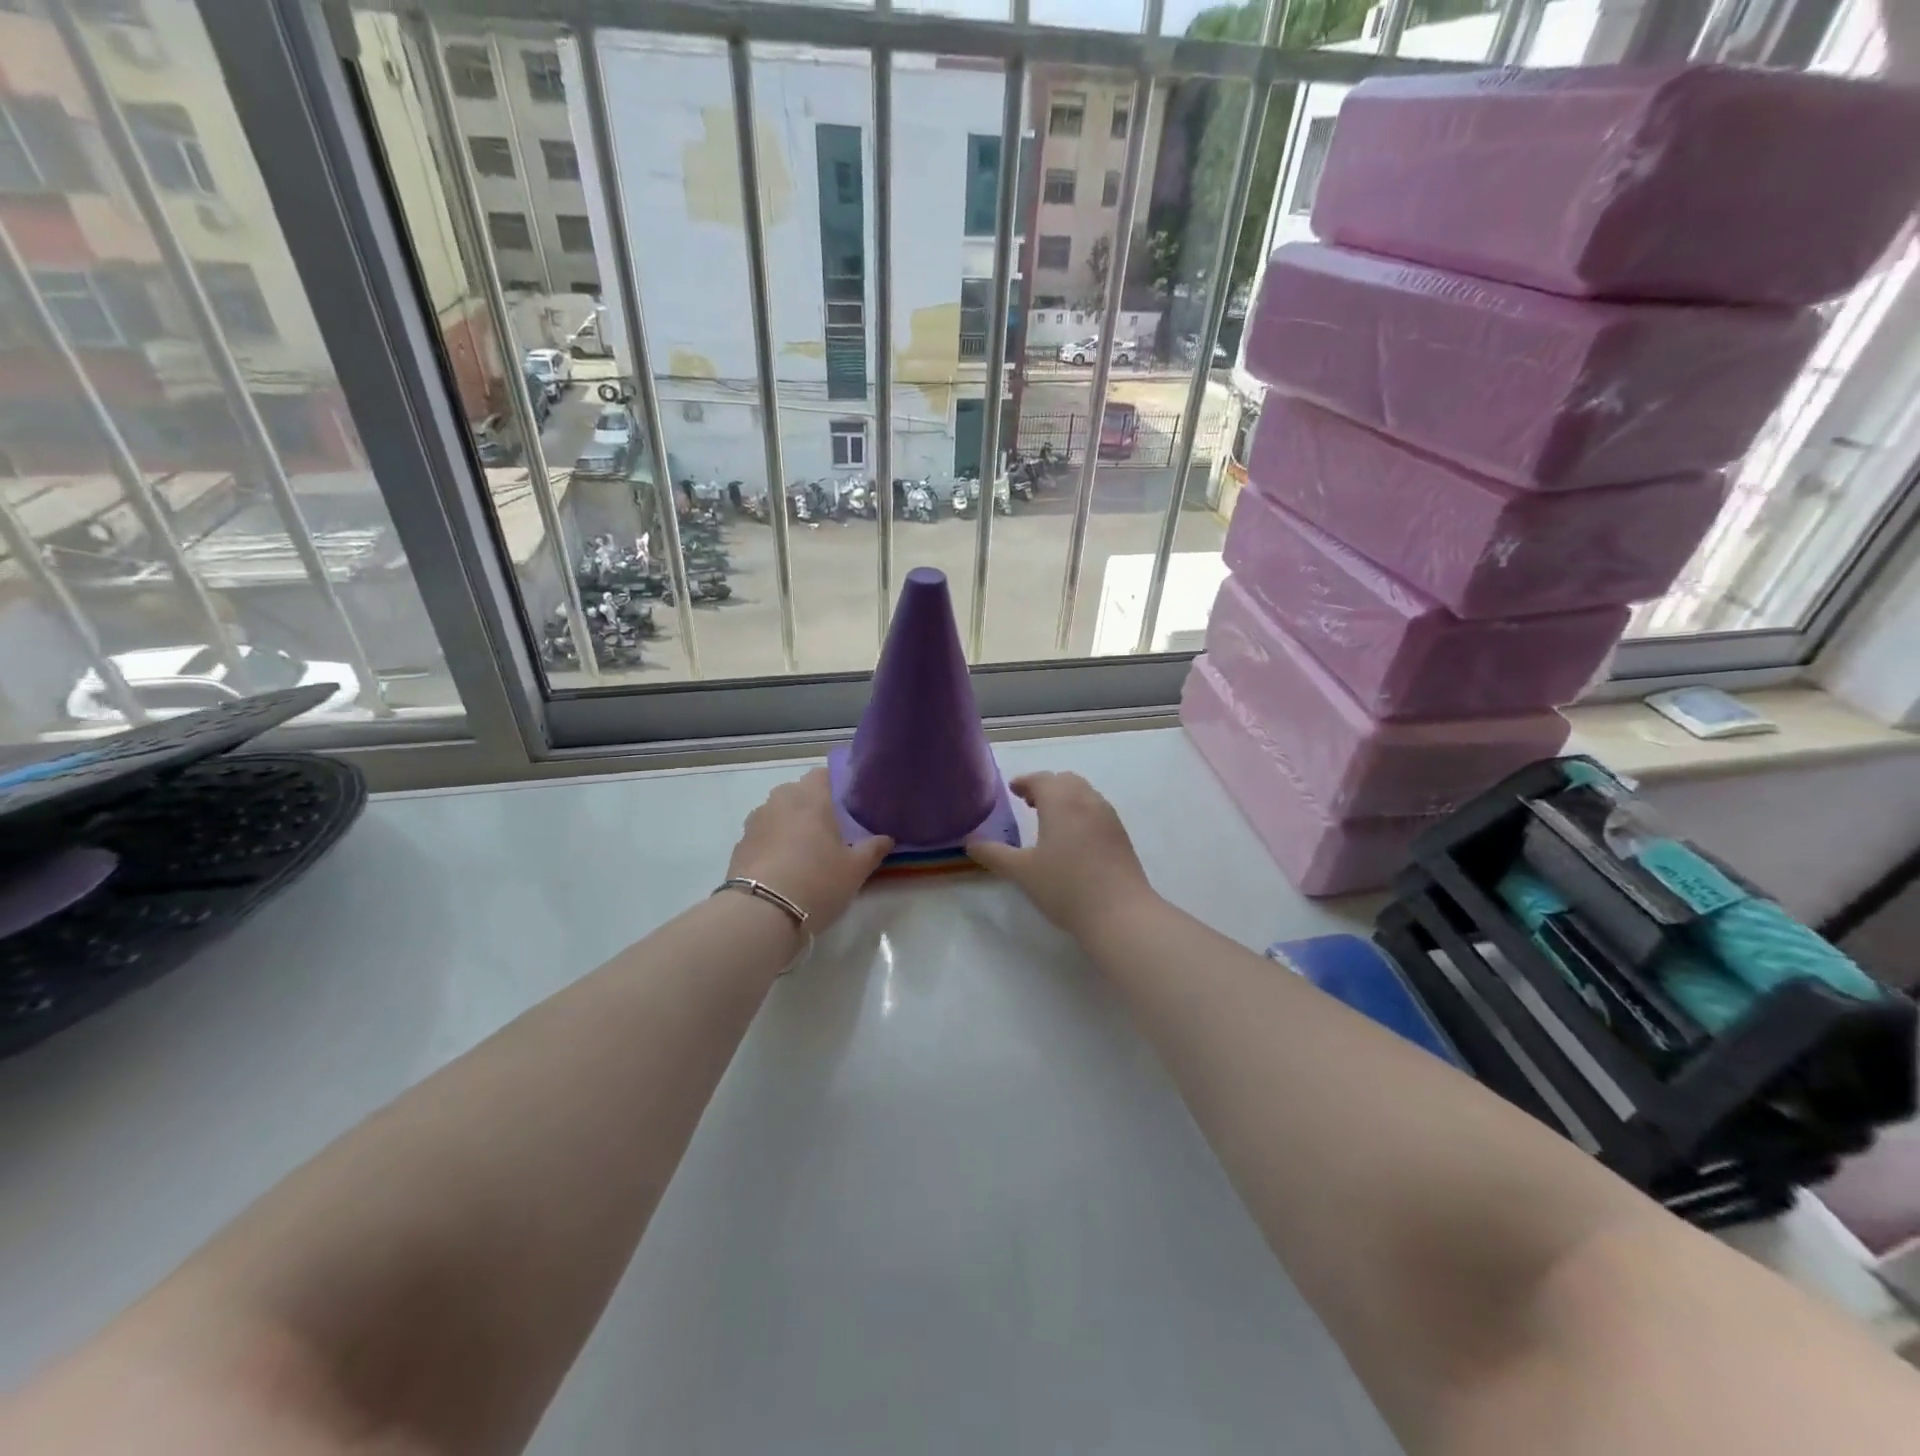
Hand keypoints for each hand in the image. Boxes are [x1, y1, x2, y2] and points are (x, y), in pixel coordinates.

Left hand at [727, 767, 891, 931]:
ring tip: (805, 852)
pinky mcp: (740, 844)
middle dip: (813, 807)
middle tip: (831, 831)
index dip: (836, 786)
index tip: (848, 806)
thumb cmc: (817, 881)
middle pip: (799, 793)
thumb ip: (873, 849)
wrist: (761, 913)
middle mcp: (779, 800)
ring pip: (778, 813)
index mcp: (810, 797)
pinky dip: (773, 844)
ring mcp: (755, 821)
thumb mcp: (855, 870)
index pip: (823, 774)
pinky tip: (783, 868)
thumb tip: (886, 838)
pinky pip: (763, 835)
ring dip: (791, 825)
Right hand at [966, 772, 1154, 938]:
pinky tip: (1073, 839)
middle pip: (1065, 781)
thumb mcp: (1022, 872)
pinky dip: (1081, 812)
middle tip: (1028, 803)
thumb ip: (994, 854)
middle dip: (1046, 787)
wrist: (1120, 912)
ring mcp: (1108, 817)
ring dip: (1065, 798)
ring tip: (1050, 820)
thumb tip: (970, 842)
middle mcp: (1087, 800)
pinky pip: (1097, 810)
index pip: (1041, 779)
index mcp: (1061, 801)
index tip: (1013, 790)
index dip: (1025, 782)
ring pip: (1084, 794)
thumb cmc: (1066, 887)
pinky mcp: (1121, 835)